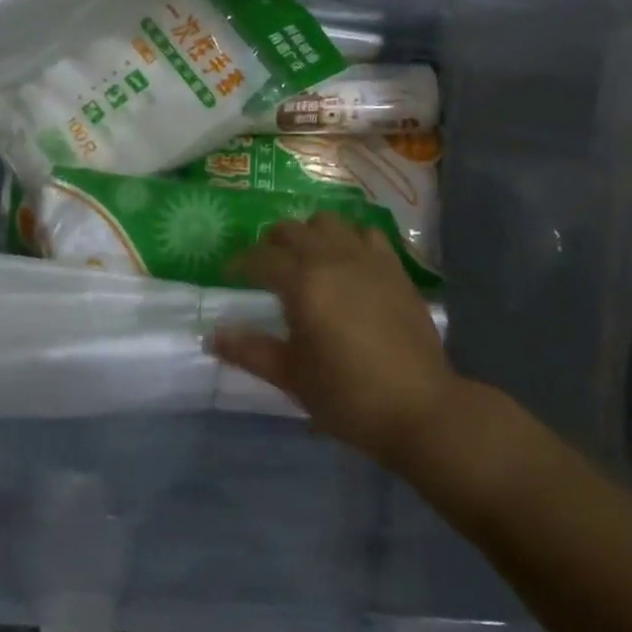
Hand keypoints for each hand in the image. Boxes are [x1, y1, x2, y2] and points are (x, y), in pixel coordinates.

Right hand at [212, 212, 456, 470]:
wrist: (419, 407)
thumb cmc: (348, 396)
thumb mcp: (292, 377)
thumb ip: (250, 351)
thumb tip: (211, 336)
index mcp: (302, 283)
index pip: (260, 258)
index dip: (240, 263)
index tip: (229, 273)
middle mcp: (332, 258)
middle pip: (291, 230)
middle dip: (271, 243)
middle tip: (263, 265)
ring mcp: (367, 258)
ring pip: (328, 223)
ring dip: (309, 234)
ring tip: (304, 258)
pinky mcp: (394, 267)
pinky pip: (365, 234)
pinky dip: (348, 238)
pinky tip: (347, 260)